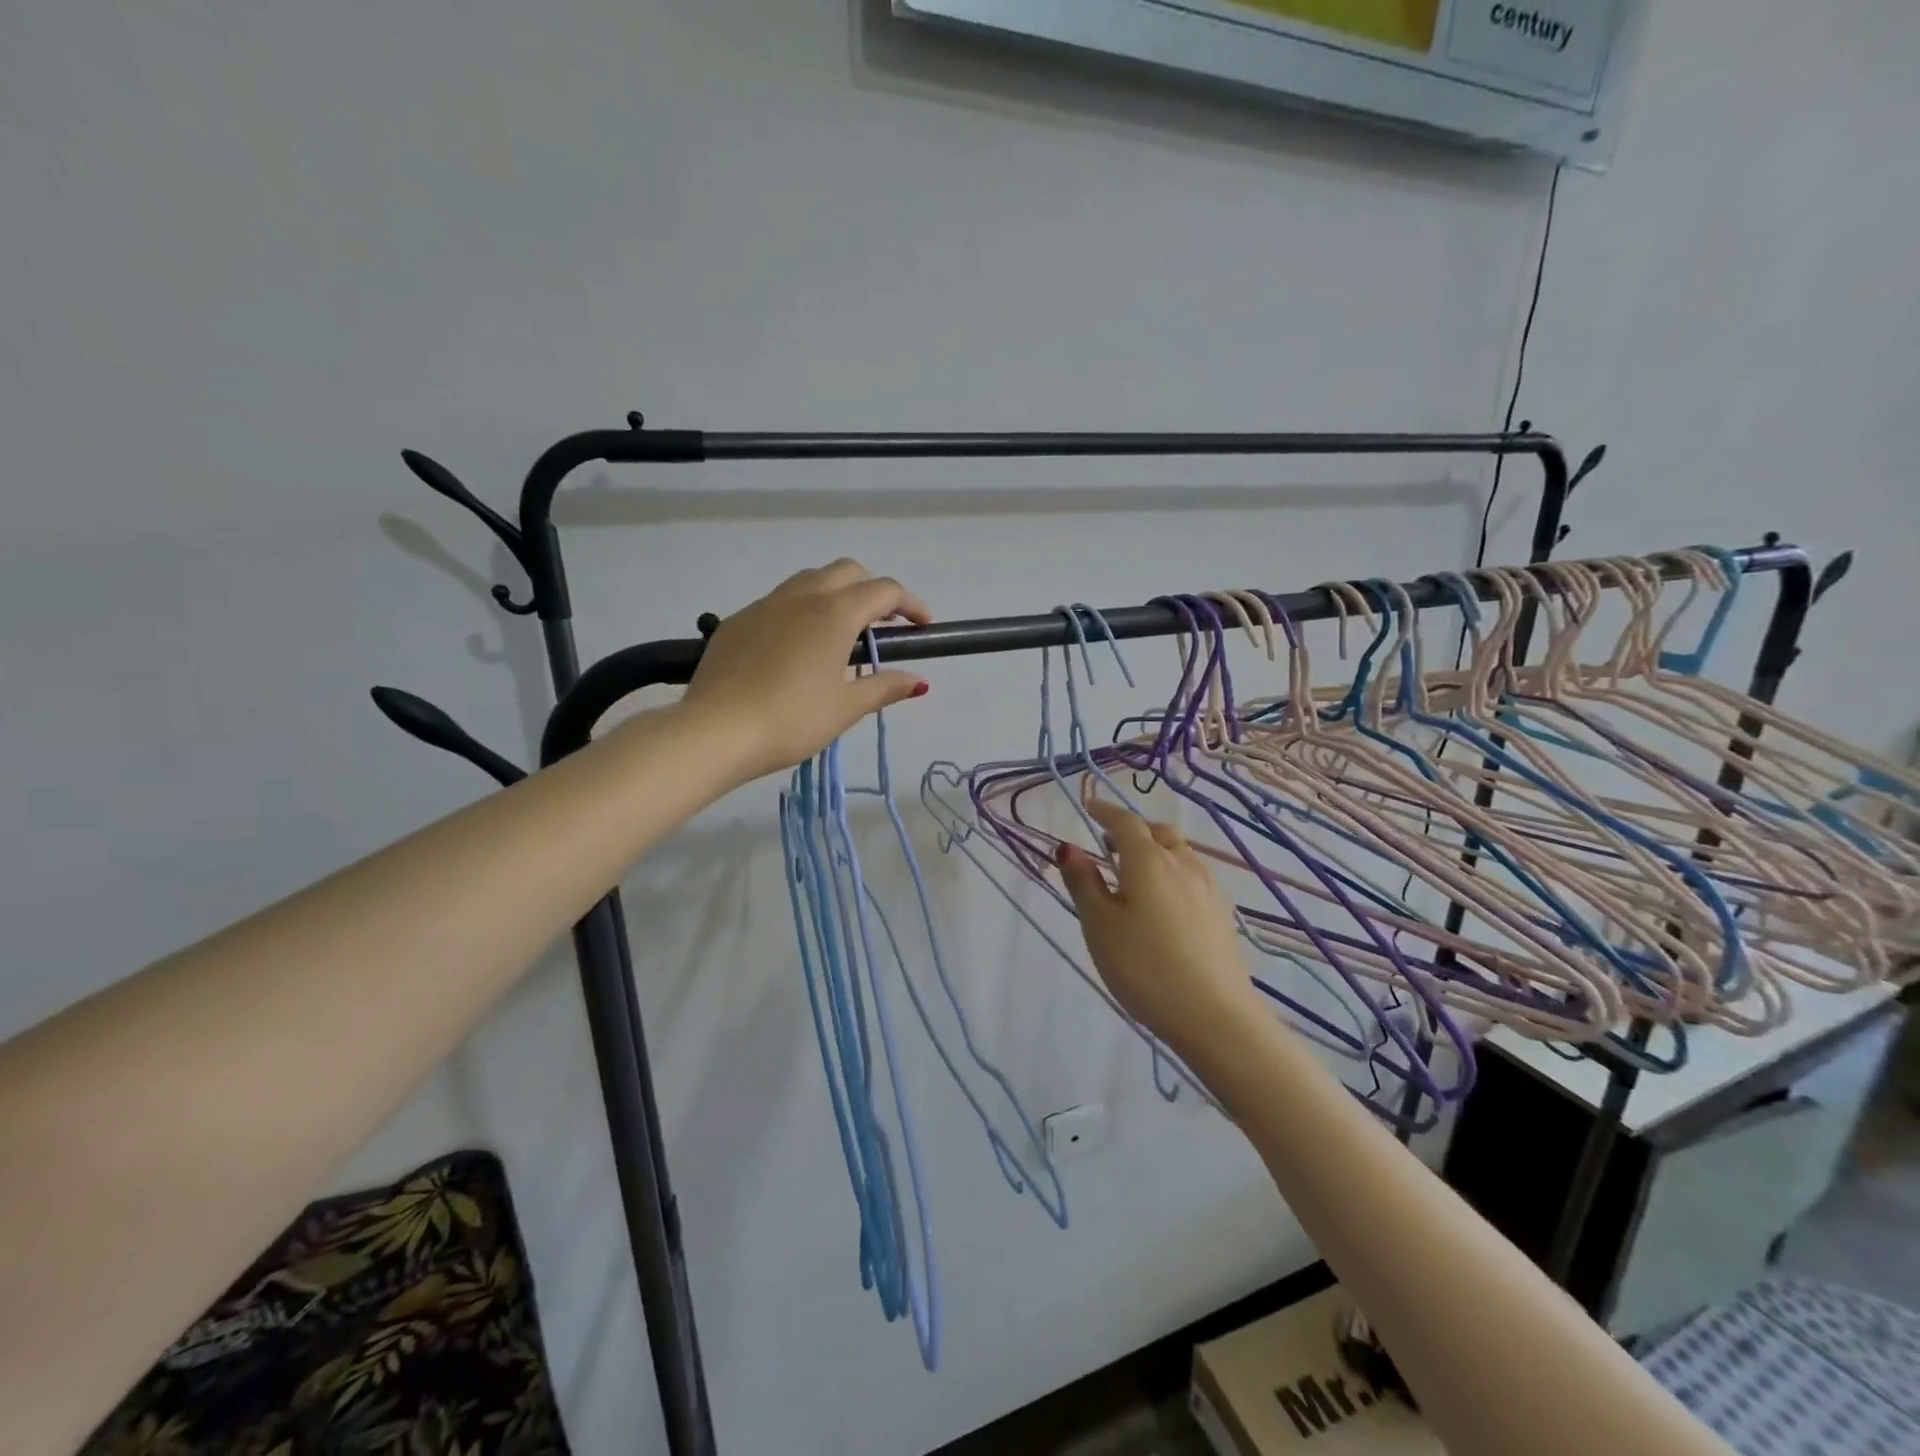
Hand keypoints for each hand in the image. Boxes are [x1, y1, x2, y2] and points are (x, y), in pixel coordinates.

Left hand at [680, 559, 931, 781]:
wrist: (715, 731)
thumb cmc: (791, 720)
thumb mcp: (845, 708)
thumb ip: (884, 688)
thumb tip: (918, 681)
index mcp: (835, 613)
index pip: (884, 591)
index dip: (911, 605)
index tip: (924, 627)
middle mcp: (801, 596)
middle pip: (848, 571)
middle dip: (873, 591)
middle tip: (883, 627)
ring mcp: (765, 605)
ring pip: (810, 580)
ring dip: (836, 595)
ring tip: (841, 635)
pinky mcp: (737, 621)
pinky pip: (779, 602)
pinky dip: (802, 611)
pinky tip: (797, 649)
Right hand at [1056, 800, 1259, 1053]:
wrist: (1215, 1016)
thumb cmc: (1144, 967)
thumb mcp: (1100, 926)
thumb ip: (1084, 883)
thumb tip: (1069, 847)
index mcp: (1148, 860)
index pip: (1125, 822)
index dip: (1104, 811)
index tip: (1088, 807)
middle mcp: (1182, 864)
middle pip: (1158, 832)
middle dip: (1133, 830)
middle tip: (1110, 846)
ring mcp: (1208, 888)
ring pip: (1179, 853)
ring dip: (1156, 851)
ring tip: (1135, 875)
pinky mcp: (1221, 914)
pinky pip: (1192, 876)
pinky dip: (1172, 873)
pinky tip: (1164, 903)